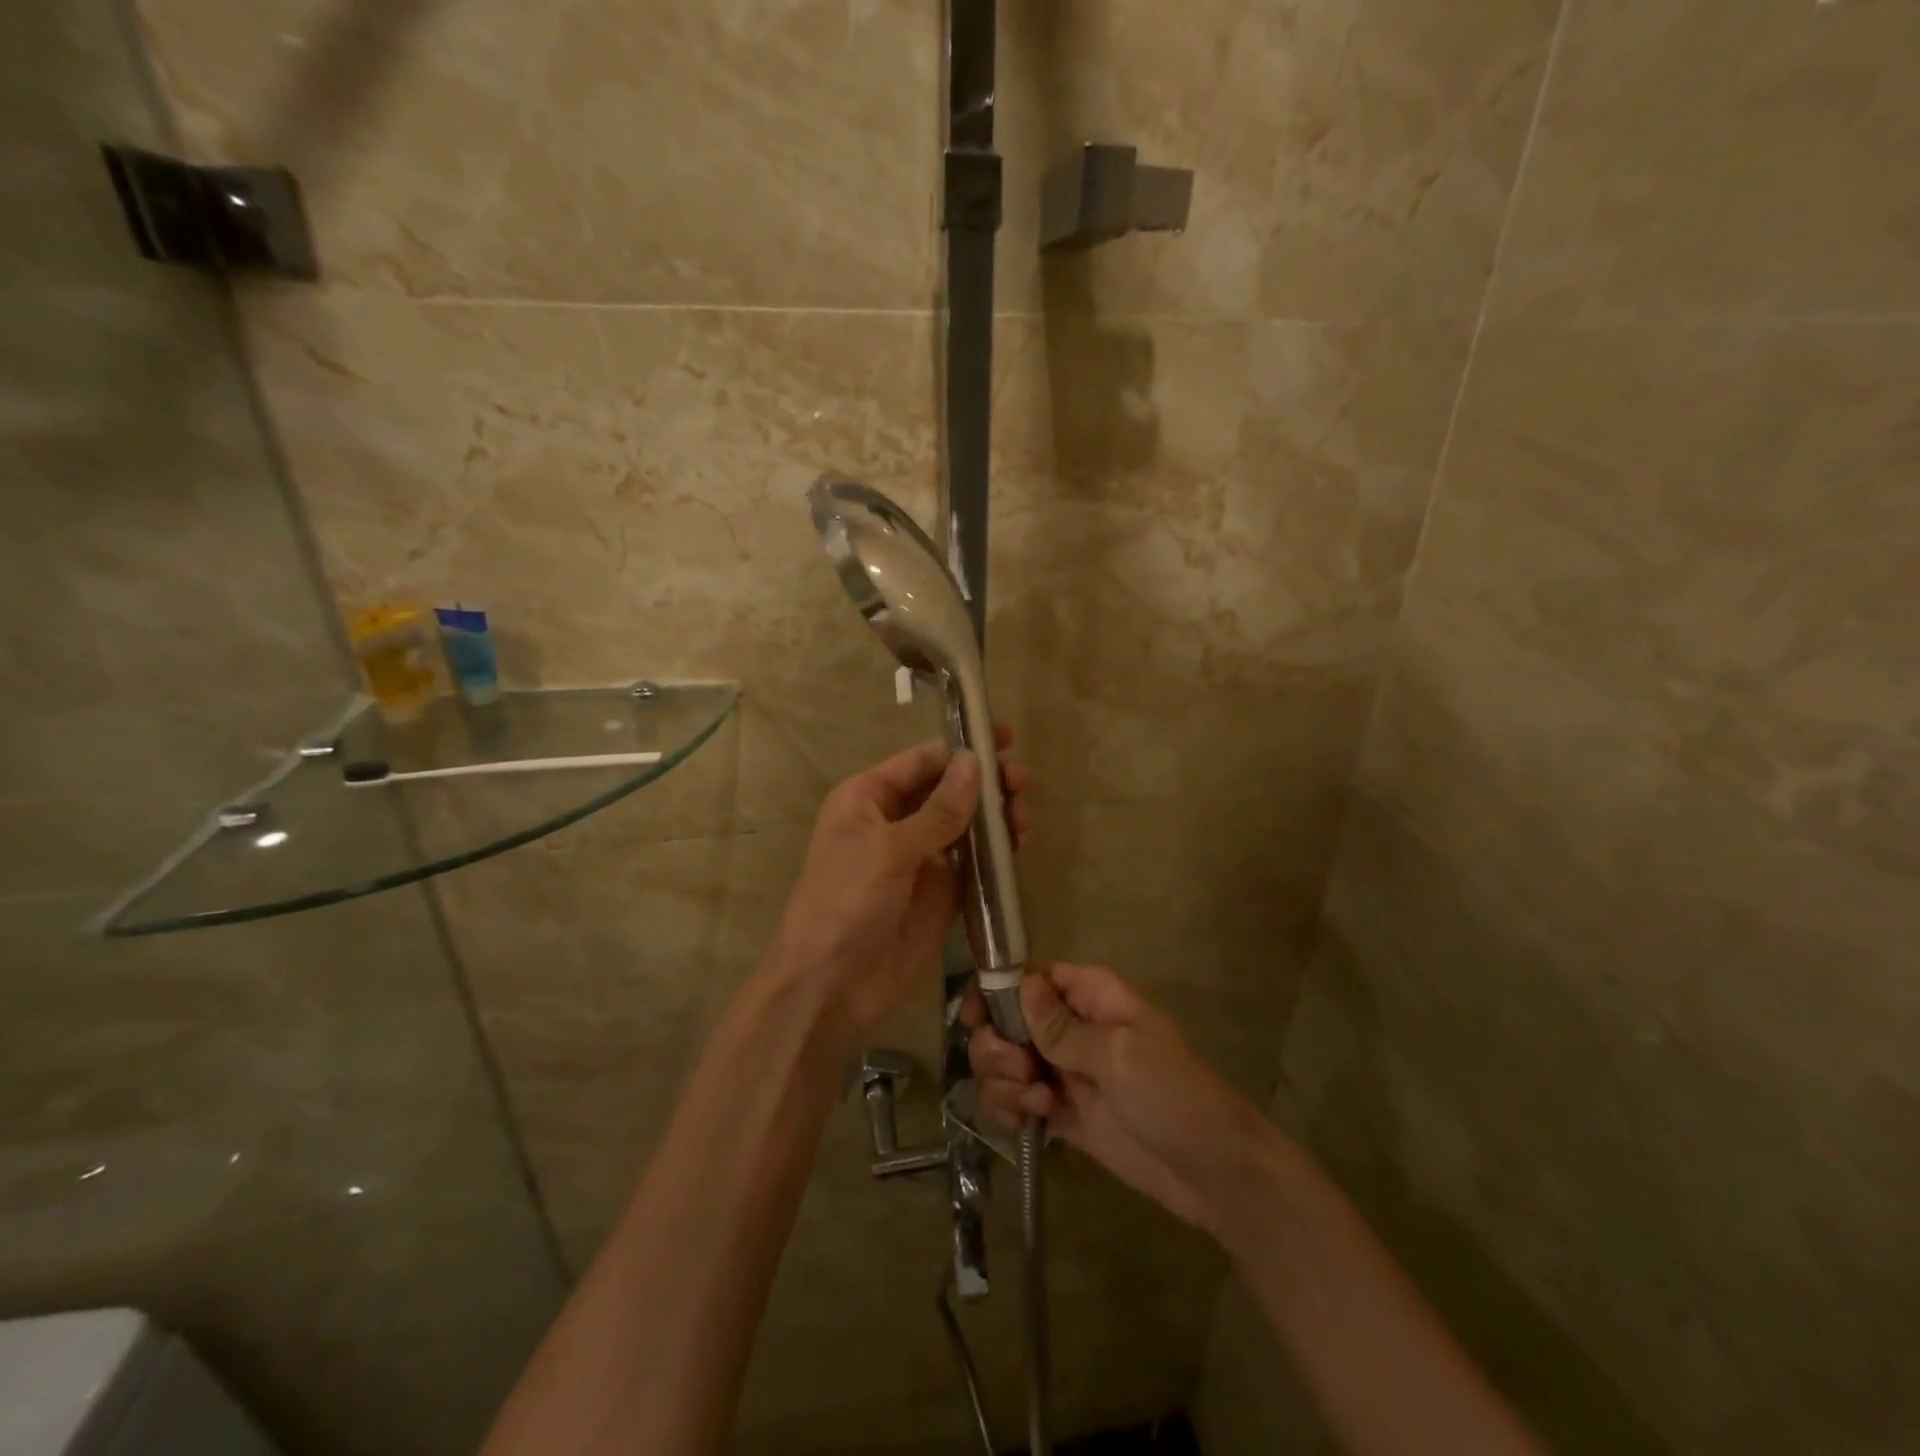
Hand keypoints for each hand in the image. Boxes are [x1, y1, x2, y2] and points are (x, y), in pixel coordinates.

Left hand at [768, 729, 1030, 1033]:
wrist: (831, 987)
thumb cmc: (845, 904)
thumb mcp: (889, 851)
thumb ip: (938, 811)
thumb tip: (975, 763)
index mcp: (868, 799)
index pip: (921, 761)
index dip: (961, 748)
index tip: (1003, 739)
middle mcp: (894, 822)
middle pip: (947, 790)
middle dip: (984, 783)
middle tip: (1021, 783)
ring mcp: (920, 858)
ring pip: (965, 824)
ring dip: (995, 816)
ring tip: (1022, 816)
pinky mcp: (941, 893)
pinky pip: (974, 862)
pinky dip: (996, 851)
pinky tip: (1018, 843)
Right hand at [965, 963, 1273, 1233]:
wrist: (1211, 1173)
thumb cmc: (1173, 1096)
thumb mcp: (1120, 1054)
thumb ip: (1063, 1026)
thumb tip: (1021, 982)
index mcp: (1090, 996)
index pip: (1029, 976)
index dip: (995, 992)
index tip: (975, 1020)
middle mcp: (1070, 1027)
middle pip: (1004, 1020)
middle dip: (998, 1046)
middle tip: (1023, 1071)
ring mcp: (1062, 1071)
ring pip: (1002, 1062)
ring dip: (1003, 1083)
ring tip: (1038, 1104)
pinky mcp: (1059, 1111)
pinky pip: (1013, 1100)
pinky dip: (1008, 1109)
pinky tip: (1027, 1124)